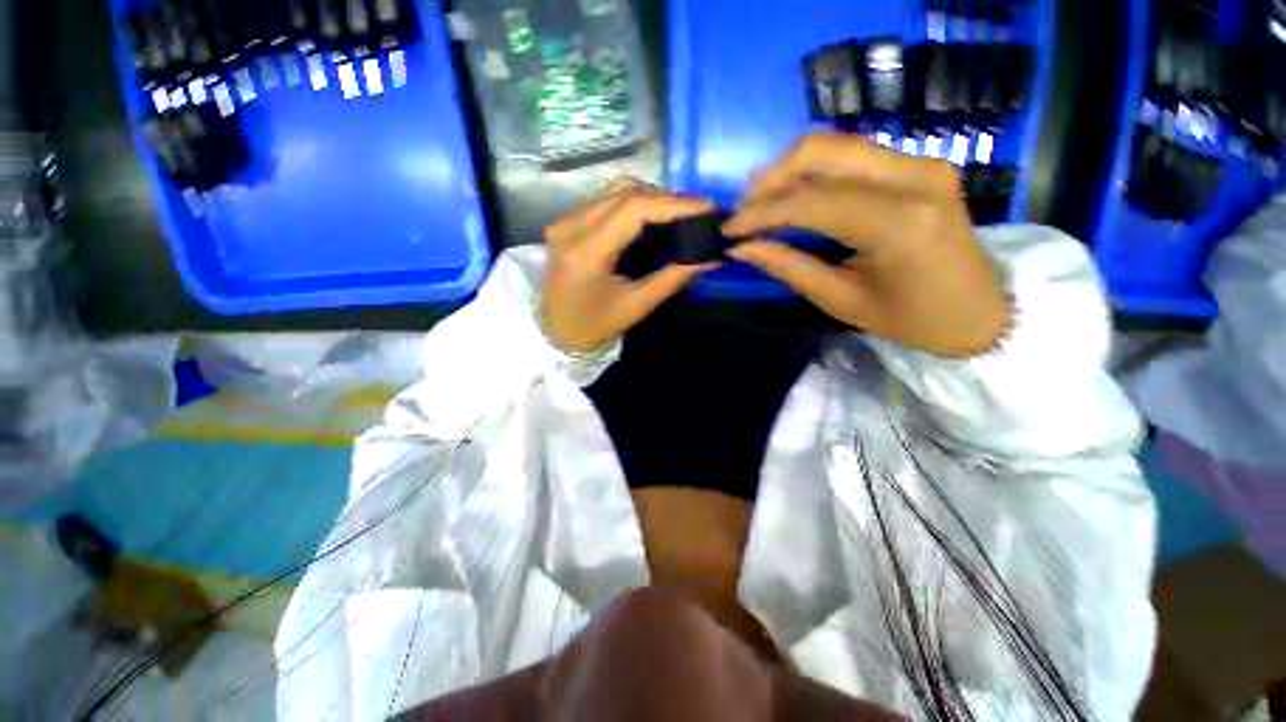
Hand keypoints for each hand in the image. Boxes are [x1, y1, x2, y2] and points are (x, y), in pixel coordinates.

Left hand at [542, 180, 717, 353]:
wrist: (554, 332)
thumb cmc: (594, 327)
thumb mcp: (636, 306)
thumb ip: (673, 278)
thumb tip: (709, 257)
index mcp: (587, 252)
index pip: (634, 209)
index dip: (674, 203)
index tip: (708, 207)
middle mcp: (571, 226)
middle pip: (625, 191)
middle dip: (667, 198)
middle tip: (698, 213)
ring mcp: (564, 220)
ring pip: (615, 189)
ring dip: (651, 197)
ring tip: (678, 214)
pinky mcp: (566, 222)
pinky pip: (605, 199)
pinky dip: (633, 202)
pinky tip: (651, 217)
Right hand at [723, 133, 1010, 358]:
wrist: (981, 311)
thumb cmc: (912, 320)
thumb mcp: (842, 301)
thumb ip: (789, 267)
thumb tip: (741, 248)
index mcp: (899, 224)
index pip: (811, 201)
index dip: (761, 213)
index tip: (729, 229)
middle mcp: (914, 177)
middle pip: (822, 150)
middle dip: (771, 178)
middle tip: (744, 210)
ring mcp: (922, 163)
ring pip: (835, 145)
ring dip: (789, 170)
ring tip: (761, 203)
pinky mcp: (920, 164)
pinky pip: (852, 155)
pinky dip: (814, 172)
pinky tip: (794, 196)